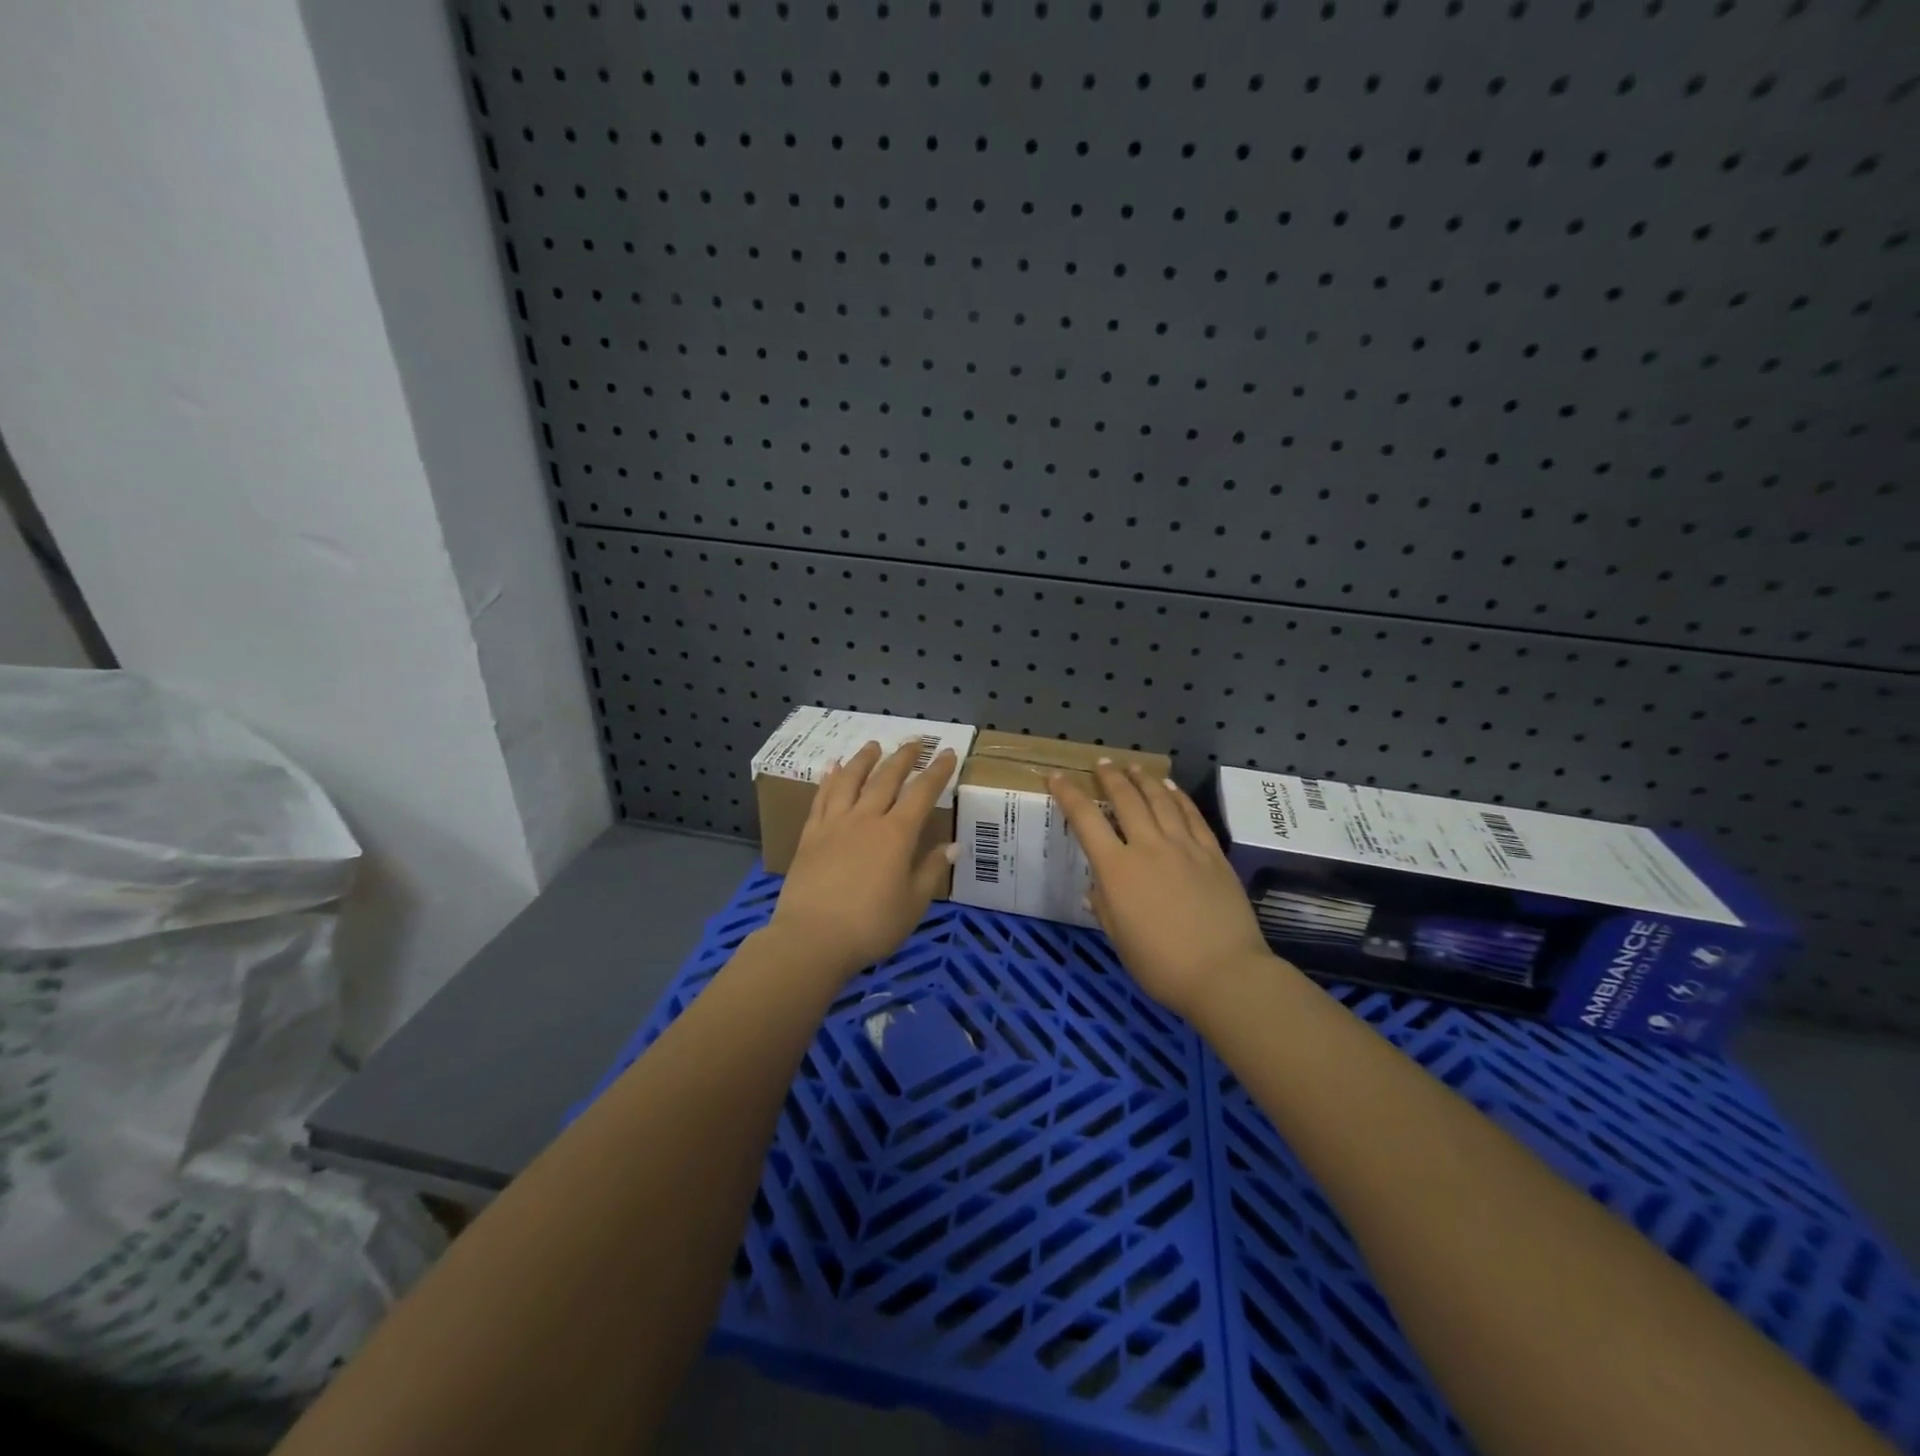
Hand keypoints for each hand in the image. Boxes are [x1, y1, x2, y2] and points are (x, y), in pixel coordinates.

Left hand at [766, 739, 959, 978]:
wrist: (811, 938)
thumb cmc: (871, 926)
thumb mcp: (913, 904)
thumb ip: (931, 870)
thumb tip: (953, 846)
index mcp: (897, 834)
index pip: (922, 793)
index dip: (937, 771)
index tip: (946, 753)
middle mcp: (866, 819)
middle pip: (886, 778)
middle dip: (903, 757)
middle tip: (915, 740)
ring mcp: (834, 824)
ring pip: (851, 780)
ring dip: (864, 759)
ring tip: (873, 745)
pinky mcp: (810, 835)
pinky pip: (822, 798)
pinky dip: (829, 779)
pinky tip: (832, 767)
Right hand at [1050, 762, 1279, 1019]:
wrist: (1224, 974)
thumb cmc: (1161, 965)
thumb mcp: (1119, 938)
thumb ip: (1105, 906)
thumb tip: (1097, 888)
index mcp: (1117, 869)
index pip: (1085, 820)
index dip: (1068, 794)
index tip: (1056, 776)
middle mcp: (1148, 847)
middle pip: (1126, 799)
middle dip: (1110, 777)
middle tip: (1102, 763)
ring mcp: (1184, 846)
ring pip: (1160, 799)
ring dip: (1143, 779)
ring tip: (1133, 767)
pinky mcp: (1212, 853)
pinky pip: (1191, 815)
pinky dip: (1177, 796)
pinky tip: (1171, 788)